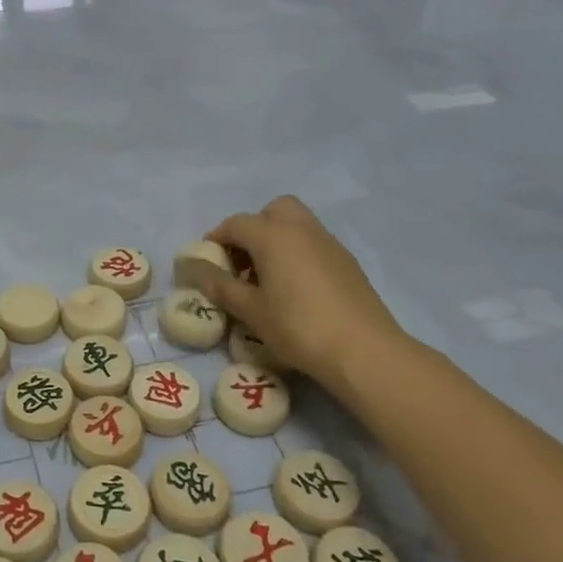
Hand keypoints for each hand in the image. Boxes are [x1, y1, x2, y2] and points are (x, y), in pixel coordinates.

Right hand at [191, 196, 408, 398]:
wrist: (364, 350)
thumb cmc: (298, 327)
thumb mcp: (251, 311)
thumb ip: (222, 287)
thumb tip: (198, 271)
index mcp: (273, 235)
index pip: (236, 224)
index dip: (217, 238)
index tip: (207, 259)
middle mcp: (301, 229)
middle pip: (273, 210)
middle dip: (253, 227)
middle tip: (242, 259)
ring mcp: (329, 243)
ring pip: (297, 224)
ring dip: (277, 239)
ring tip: (266, 276)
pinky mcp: (347, 262)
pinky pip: (314, 243)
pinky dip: (298, 252)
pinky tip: (295, 287)